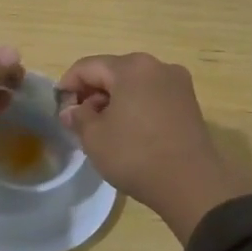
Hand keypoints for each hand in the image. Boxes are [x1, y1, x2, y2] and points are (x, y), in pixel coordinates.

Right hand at [58, 53, 251, 240]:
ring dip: (114, 100)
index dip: (68, 85)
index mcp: (131, 67)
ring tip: (103, 128)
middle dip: (92, 93)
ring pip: (134, 84)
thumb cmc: (136, 154)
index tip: (59, 108)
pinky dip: (135, 107)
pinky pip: (152, 96)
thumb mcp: (95, 137)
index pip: (88, 67)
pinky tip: (128, 131)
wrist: (192, 184)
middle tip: (79, 120)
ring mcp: (177, 84)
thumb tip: (71, 110)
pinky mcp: (189, 103)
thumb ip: (78, 117)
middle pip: (113, 72)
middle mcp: (157, 66)